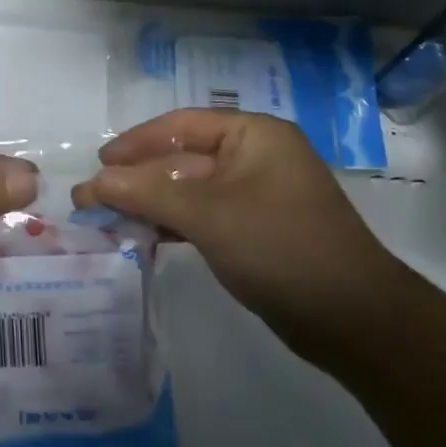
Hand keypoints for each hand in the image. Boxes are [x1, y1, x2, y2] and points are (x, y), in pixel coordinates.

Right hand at [72, 109, 396, 357]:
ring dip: (151, 202)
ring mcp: (256, 195)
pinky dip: (173, 223)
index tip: (100, 162)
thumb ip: (148, 193)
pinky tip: (142, 236)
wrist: (353, 321)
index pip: (182, 126)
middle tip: (91, 197)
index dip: (136, 142)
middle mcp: (255, 157)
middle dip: (138, 178)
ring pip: (190, 190)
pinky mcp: (255, 230)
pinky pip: (204, 216)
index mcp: (254, 135)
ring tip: (106, 218)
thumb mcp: (209, 215)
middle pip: (182, 159)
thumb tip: (93, 181)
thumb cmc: (281, 248)